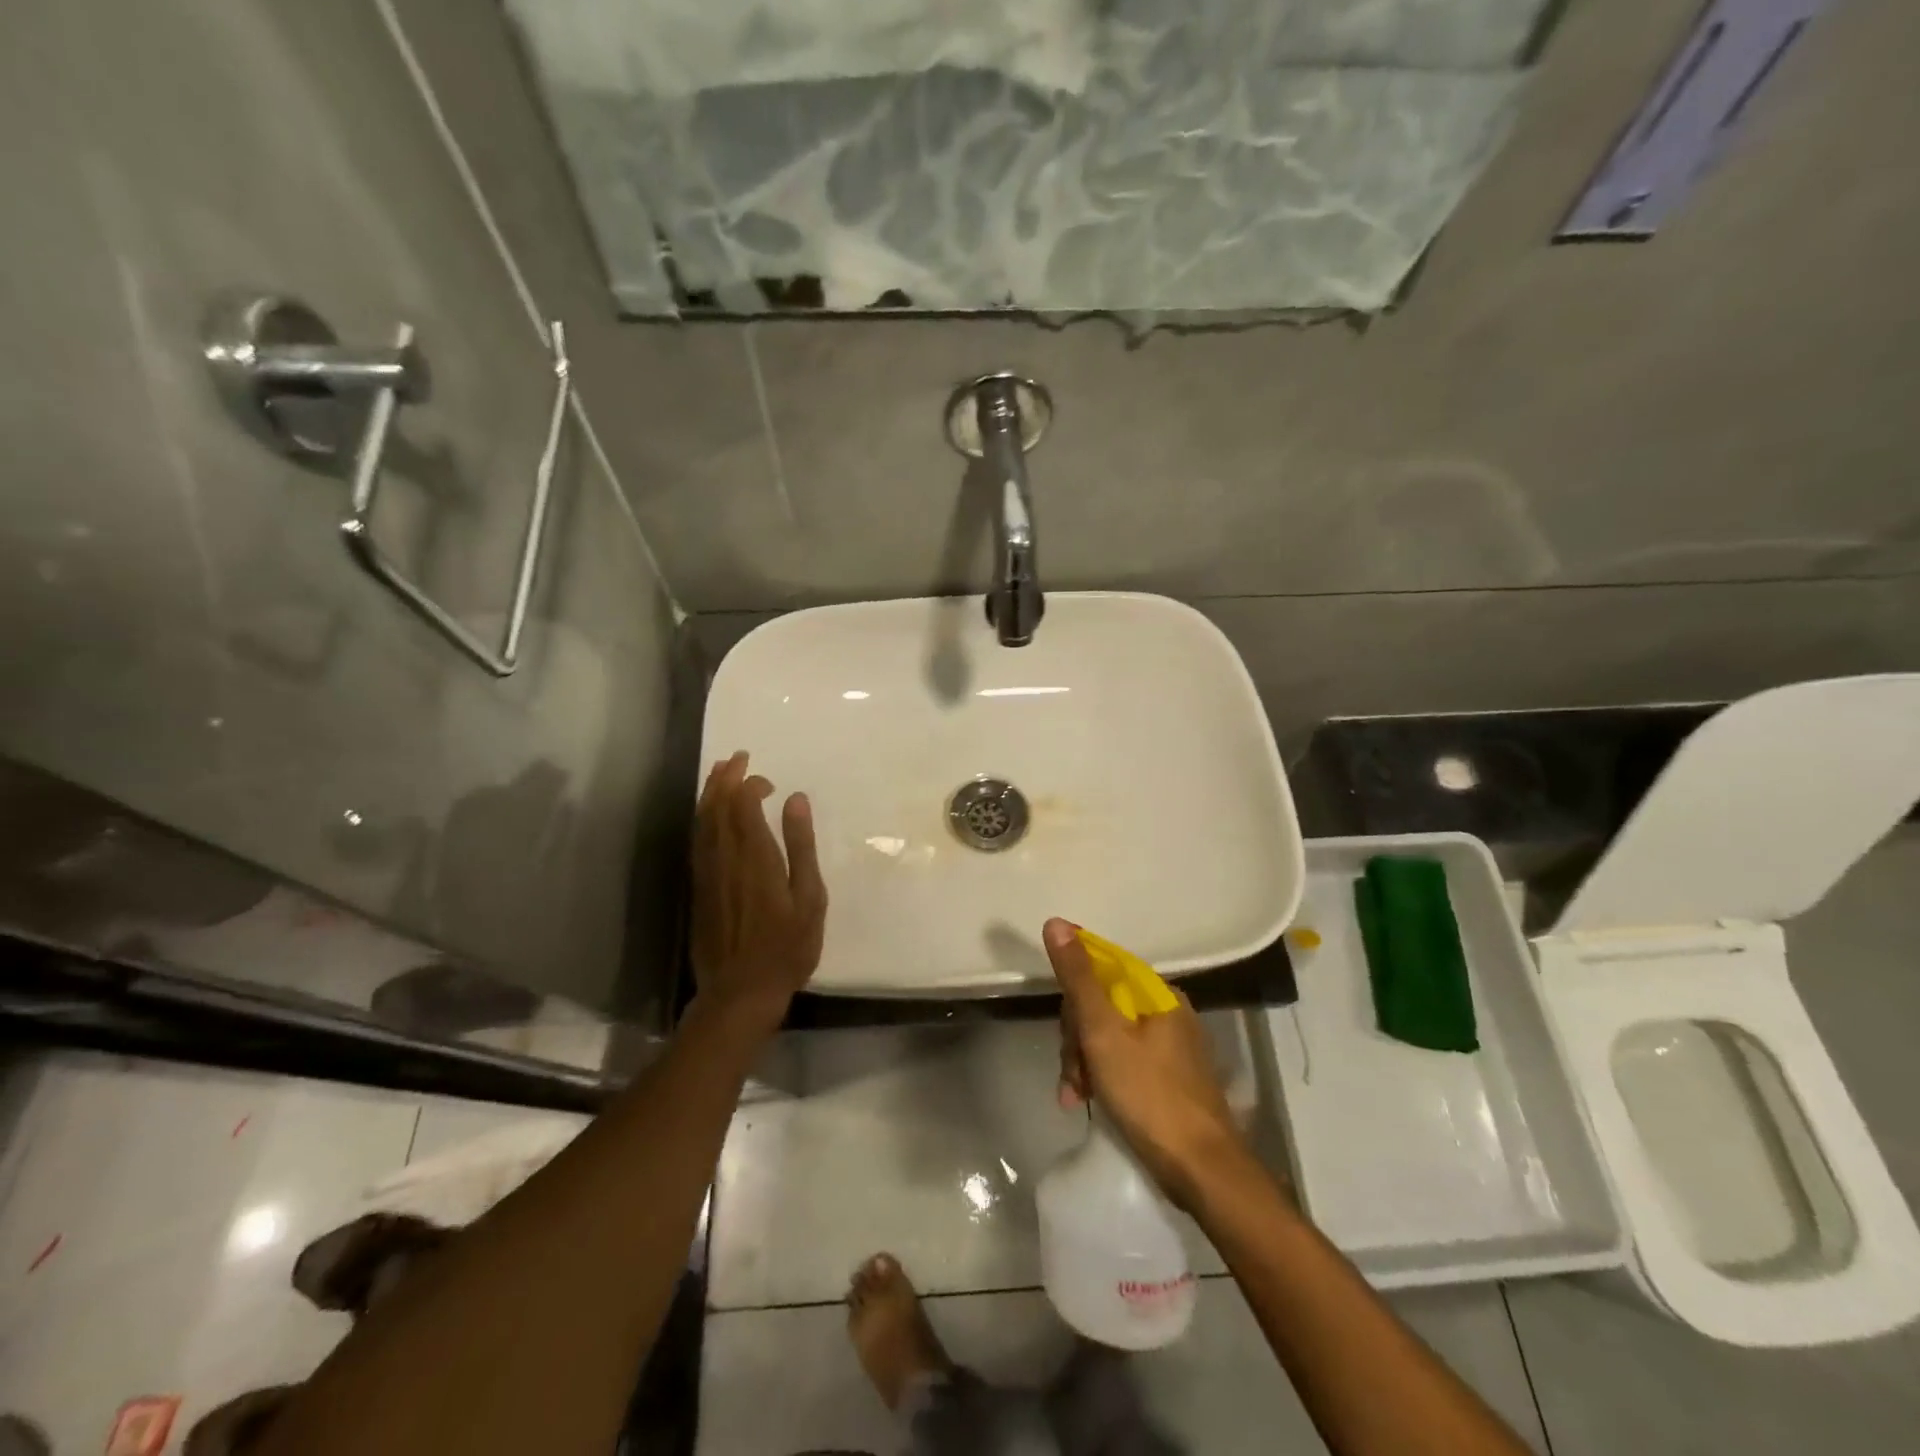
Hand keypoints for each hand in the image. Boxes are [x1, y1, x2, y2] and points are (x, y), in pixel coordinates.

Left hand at [690, 752, 827, 1031]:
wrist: (740, 992)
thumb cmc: (786, 947)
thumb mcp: (809, 898)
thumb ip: (801, 846)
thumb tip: (795, 799)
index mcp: (755, 857)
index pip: (744, 805)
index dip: (750, 784)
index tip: (767, 781)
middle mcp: (725, 858)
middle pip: (717, 807)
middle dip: (725, 779)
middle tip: (736, 757)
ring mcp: (707, 873)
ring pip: (702, 822)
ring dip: (709, 794)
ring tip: (719, 773)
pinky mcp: (698, 889)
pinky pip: (697, 842)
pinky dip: (702, 819)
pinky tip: (708, 816)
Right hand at [1046, 918, 1247, 1208]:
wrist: (1202, 1170)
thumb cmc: (1149, 1094)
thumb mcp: (1103, 1032)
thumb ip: (1078, 978)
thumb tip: (1057, 922)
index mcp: (1157, 994)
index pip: (1102, 970)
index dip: (1074, 996)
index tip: (1064, 1029)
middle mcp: (1167, 1012)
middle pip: (1102, 1006)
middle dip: (1077, 1038)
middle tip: (1071, 1074)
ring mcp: (1171, 1047)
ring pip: (1108, 1036)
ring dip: (1083, 1063)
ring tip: (1074, 1097)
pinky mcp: (1169, 1079)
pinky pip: (1122, 1062)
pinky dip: (1101, 1078)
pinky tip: (1087, 1103)